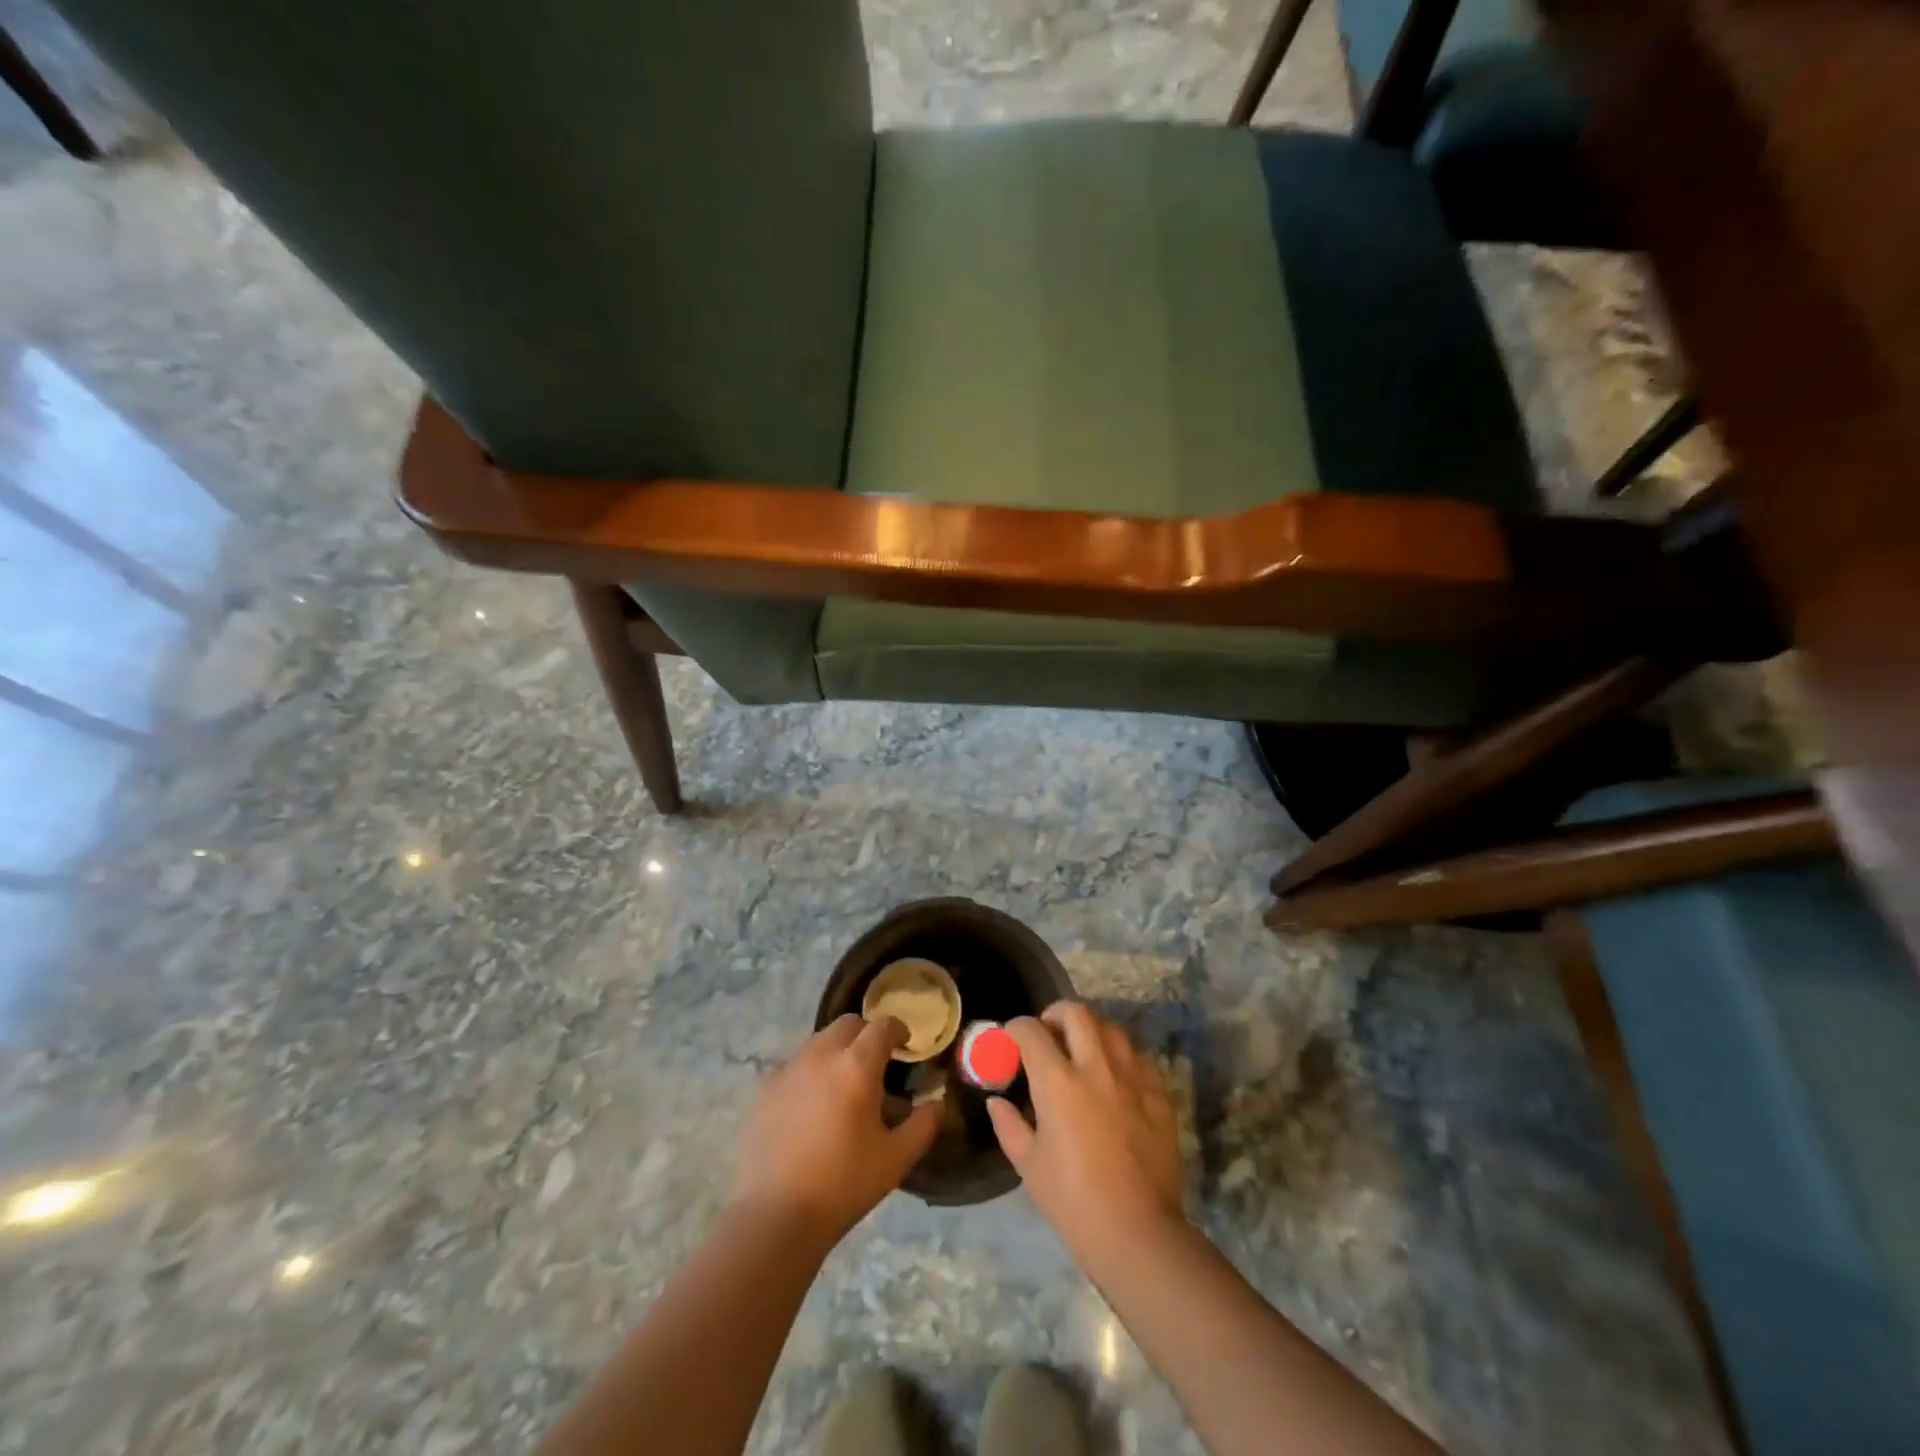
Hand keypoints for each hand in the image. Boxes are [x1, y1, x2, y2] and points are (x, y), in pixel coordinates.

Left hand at [730, 1015, 940, 1246]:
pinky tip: (811, 1104)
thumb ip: (923, 1125)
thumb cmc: (843, 1185)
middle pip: (848, 1024)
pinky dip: (810, 1072)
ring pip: (819, 1041)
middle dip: (866, 1034)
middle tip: (876, 1062)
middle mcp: (821, 1055)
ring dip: (837, 1050)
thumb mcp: (896, 1159)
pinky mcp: (765, 1089)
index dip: (897, 1029)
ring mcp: (789, 1069)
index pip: (882, 1026)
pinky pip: (794, 1065)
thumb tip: (936, 1103)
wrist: (774, 1215)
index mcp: (857, 1066)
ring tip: (843, 1083)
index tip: (905, 1043)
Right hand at [988, 1004, 1185, 1268]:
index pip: (1031, 1031)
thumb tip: (997, 1101)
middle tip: (1049, 1032)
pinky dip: (1122, 1059)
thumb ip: (1009, 1125)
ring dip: (1091, 1032)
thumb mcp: (1029, 1166)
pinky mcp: (1159, 1095)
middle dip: (1056, 1014)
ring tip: (1083, 1052)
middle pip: (1076, 1013)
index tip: (1012, 1037)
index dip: (1016, 1028)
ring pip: (1111, 1029)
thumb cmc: (1074, 1203)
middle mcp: (1096, 1068)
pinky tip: (1115, 1080)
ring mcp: (1133, 1078)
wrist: (1138, 1234)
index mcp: (1058, 1083)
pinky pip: (1139, 1059)